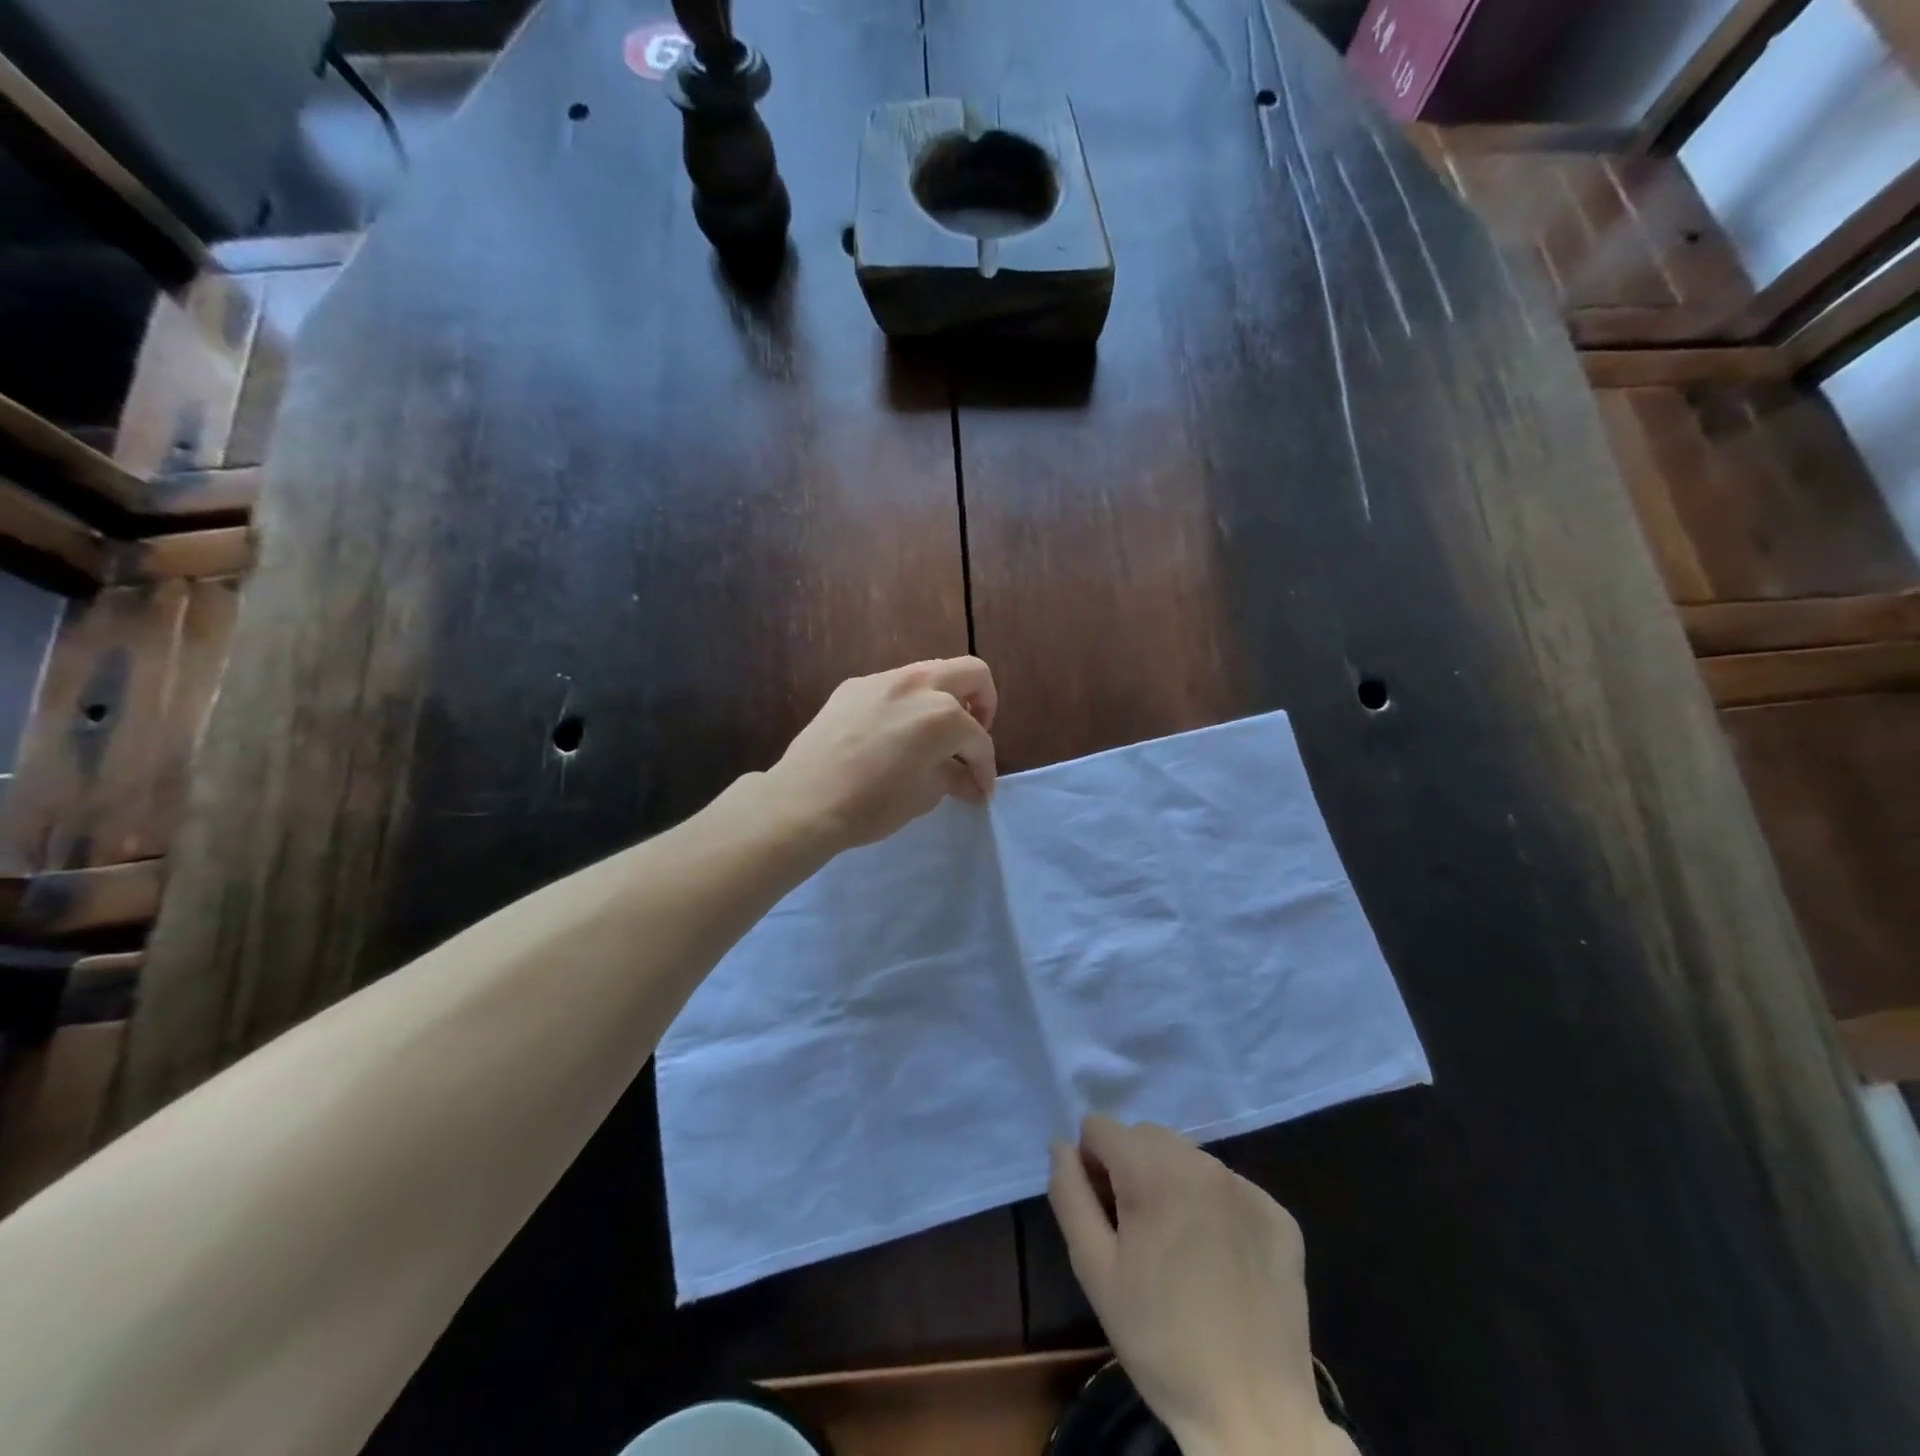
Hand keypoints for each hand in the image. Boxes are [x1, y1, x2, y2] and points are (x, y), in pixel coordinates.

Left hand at [763, 657, 997, 853]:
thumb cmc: (872, 804)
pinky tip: (893, 735)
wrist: (805, 801)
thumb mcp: (925, 795)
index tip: (981, 788)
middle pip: (970, 673)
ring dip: (943, 699)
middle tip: (969, 739)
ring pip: (930, 674)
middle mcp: (918, 684)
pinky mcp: (853, 686)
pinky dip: (907, 704)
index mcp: (943, 713)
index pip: (978, 738)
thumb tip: (972, 783)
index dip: (985, 767)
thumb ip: (955, 778)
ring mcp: (882, 680)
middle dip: (982, 705)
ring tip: (933, 736)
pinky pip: (894, 686)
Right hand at [1048, 1116, 1353, 1455]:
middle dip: (1130, 1169)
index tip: (1103, 1214)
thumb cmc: (1160, 1342)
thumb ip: (1070, 1195)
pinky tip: (1218, 1260)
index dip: (1090, 1164)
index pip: (1101, 1127)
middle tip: (1136, 1234)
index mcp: (1153, 1171)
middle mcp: (1202, 1164)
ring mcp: (1246, 1188)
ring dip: (1170, 1183)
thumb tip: (1060, 1145)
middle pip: (1145, 1136)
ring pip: (1187, 1157)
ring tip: (1177, 1249)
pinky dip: (1213, 1207)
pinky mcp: (1279, 1216)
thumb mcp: (1095, 1270)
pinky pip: (1229, 1188)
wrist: (1254, 1415)